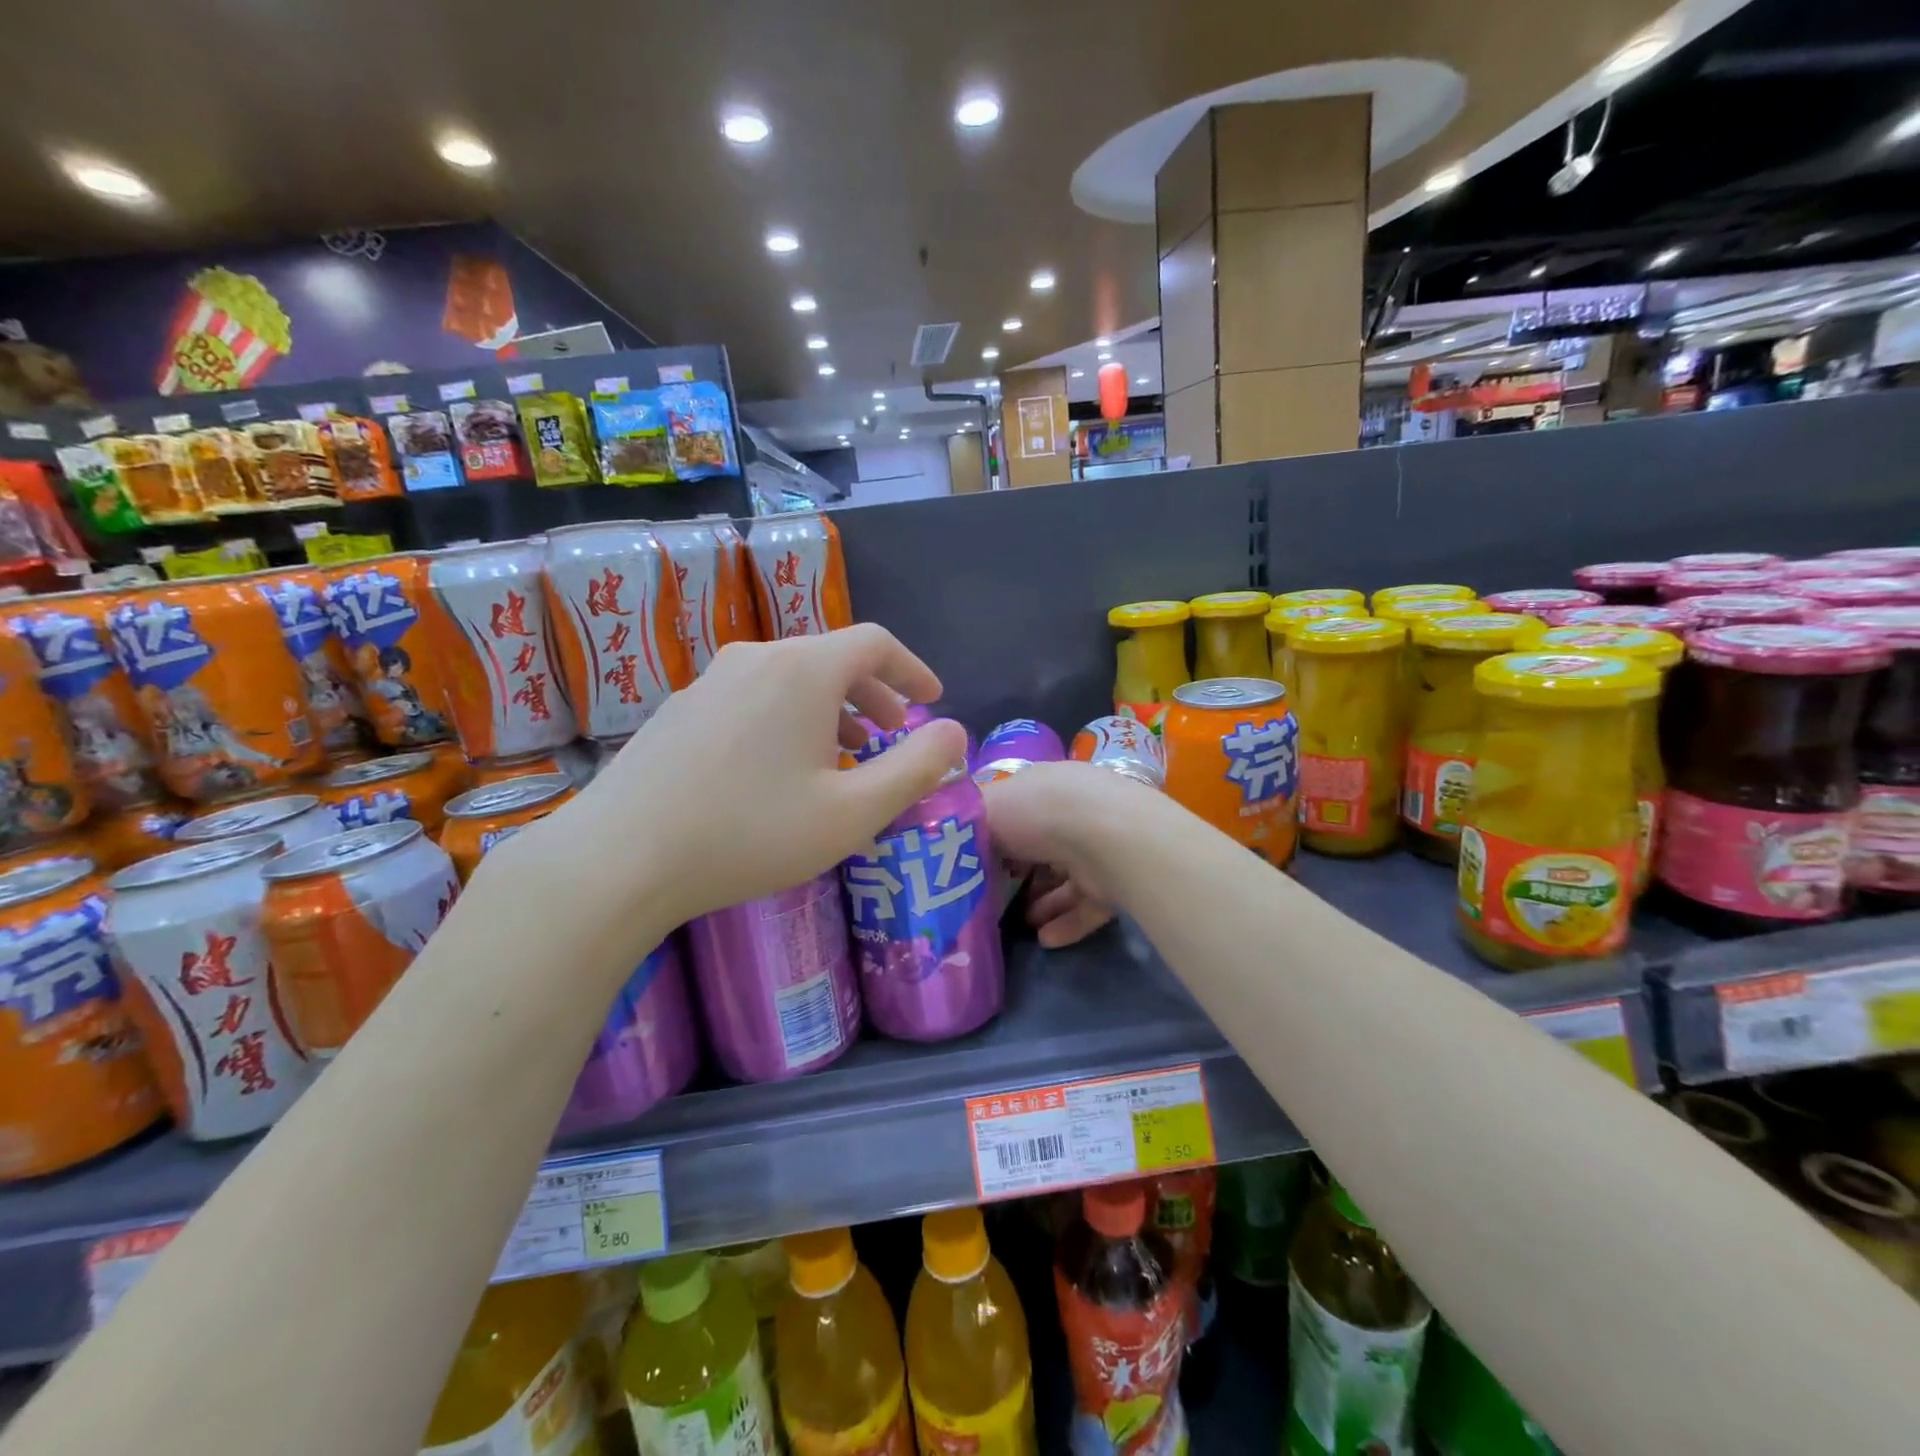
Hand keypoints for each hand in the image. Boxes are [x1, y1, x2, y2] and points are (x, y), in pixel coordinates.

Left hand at [538, 625, 968, 926]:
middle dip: (873, 693)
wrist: (619, 858)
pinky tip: (780, 770)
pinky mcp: (679, 710)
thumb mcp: (852, 812)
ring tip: (844, 756)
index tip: (932, 700)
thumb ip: (915, 768)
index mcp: (803, 670)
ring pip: (789, 679)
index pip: (875, 643)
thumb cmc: (750, 833)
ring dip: (830, 709)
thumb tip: (955, 733)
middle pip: (831, 658)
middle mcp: (756, 658)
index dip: (913, 669)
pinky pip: (753, 699)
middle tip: (893, 733)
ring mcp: (710, 681)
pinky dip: (787, 719)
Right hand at [983, 762, 1141, 947]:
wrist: (1106, 836)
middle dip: (1019, 874)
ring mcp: (1099, 846)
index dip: (995, 836)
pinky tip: (1046, 940)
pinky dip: (1068, 923)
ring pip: (1066, 878)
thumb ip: (968, 826)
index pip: (1017, 811)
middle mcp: (1073, 812)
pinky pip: (1088, 905)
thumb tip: (957, 841)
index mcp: (1044, 787)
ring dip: (1043, 903)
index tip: (973, 864)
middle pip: (1042, 846)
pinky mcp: (1117, 880)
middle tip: (993, 899)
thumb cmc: (1038, 813)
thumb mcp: (985, 809)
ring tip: (1021, 925)